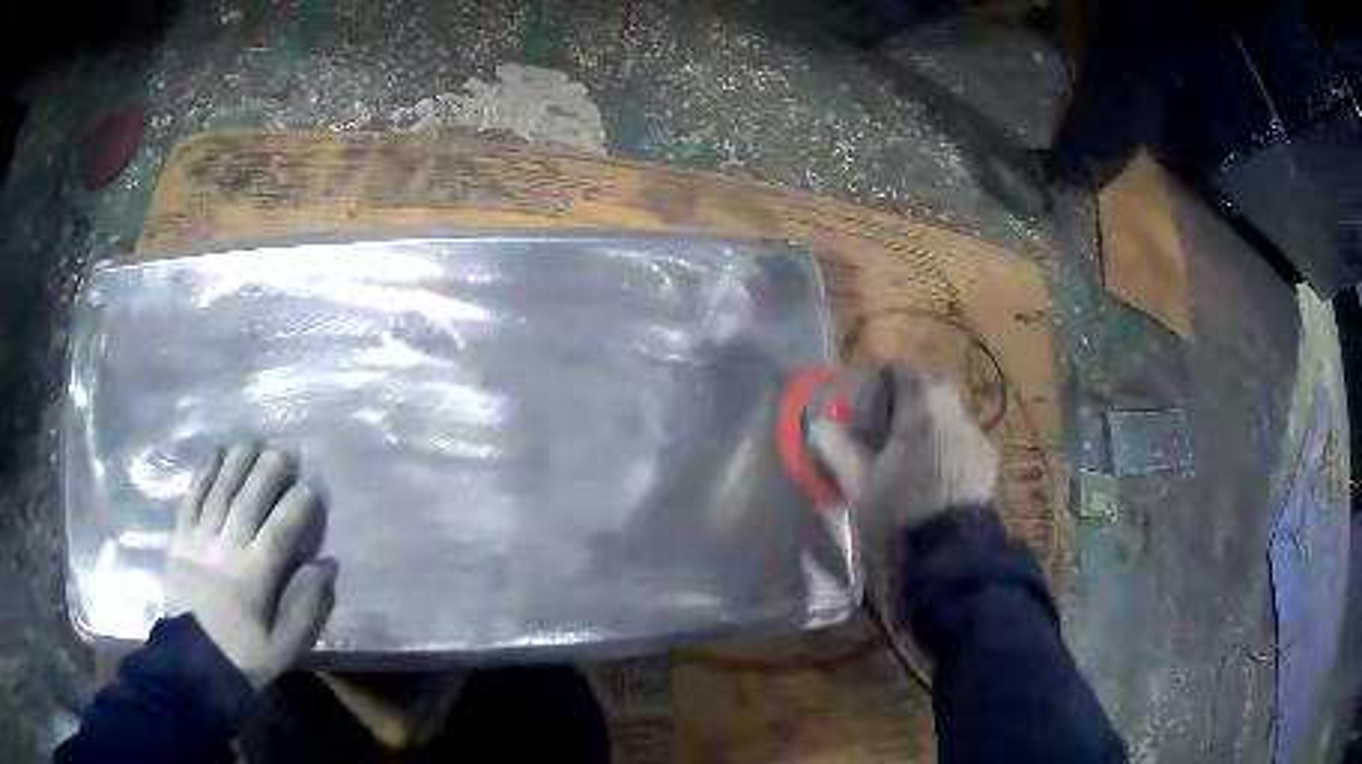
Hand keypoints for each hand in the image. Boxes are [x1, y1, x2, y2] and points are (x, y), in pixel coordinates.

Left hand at [165, 441, 336, 689]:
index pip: (281, 528)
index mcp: (254, 576)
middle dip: (271, 470)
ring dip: (238, 460)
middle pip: (250, 498)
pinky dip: (204, 472)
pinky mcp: (179, 537)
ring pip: (220, 489)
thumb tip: (326, 565)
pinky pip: (192, 497)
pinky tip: (216, 452)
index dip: (300, 502)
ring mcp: (199, 538)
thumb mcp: (283, 646)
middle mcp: (226, 548)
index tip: (315, 483)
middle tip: (287, 451)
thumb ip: (305, 606)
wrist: (191, 664)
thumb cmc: (242, 657)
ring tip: (254, 439)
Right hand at [810, 364, 999, 531]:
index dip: (882, 380)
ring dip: (935, 426)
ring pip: (952, 416)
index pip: (902, 369)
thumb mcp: (859, 483)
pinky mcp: (989, 462)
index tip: (869, 405)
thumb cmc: (900, 510)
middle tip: (894, 429)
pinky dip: (952, 450)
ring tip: (917, 460)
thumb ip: (838, 448)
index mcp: (921, 407)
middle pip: (933, 387)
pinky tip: (940, 481)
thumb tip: (820, 424)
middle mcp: (954, 412)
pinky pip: (967, 443)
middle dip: (914, 400)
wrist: (951, 551)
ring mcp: (977, 436)